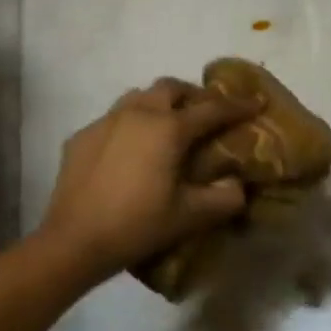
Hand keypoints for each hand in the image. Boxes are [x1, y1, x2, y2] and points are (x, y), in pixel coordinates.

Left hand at [39, 79, 261, 285]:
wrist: (73, 242)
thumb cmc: (138, 225)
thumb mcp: (190, 216)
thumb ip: (224, 198)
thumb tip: (239, 185)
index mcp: (169, 128)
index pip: (212, 109)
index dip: (238, 106)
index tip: (257, 102)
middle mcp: (138, 113)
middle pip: (171, 88)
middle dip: (193, 95)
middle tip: (206, 113)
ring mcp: (105, 122)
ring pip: (138, 96)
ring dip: (159, 103)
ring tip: (168, 125)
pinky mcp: (81, 137)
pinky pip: (113, 118)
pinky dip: (130, 124)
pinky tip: (130, 150)